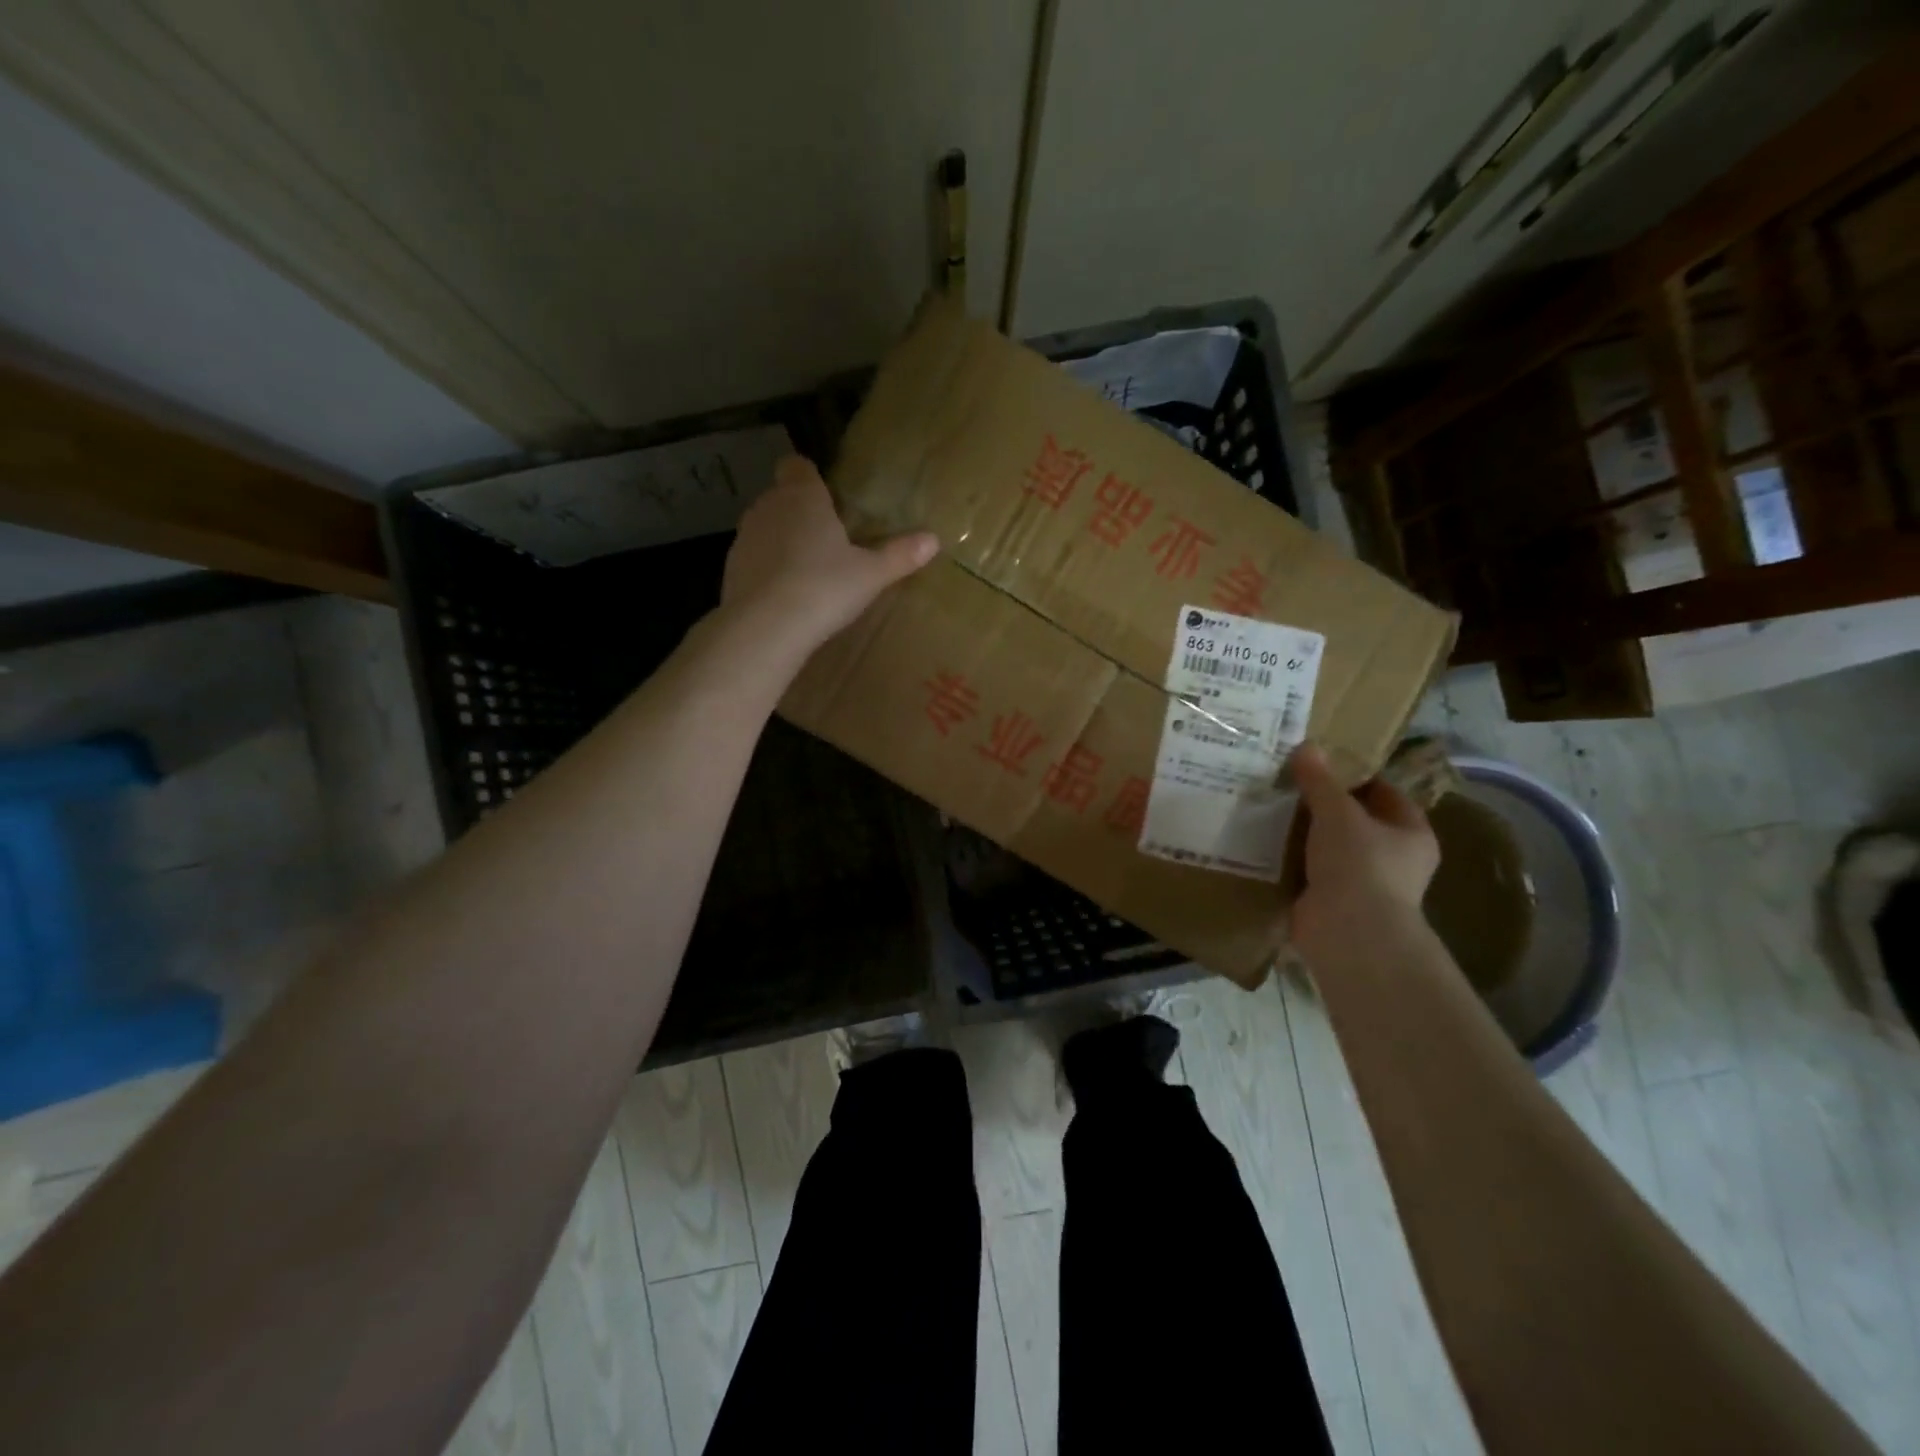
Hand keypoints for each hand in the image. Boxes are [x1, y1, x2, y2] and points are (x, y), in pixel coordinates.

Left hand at [721, 455, 939, 652]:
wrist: (766, 627)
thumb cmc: (824, 588)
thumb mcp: (871, 575)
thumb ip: (900, 555)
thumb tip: (933, 540)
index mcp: (803, 497)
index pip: (797, 466)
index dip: (810, 477)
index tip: (827, 496)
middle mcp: (768, 507)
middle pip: (782, 496)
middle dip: (800, 511)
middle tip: (828, 539)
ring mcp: (744, 537)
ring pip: (765, 527)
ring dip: (782, 540)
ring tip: (807, 570)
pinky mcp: (731, 568)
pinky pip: (754, 558)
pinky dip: (766, 568)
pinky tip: (784, 594)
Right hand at [1288, 742, 1439, 962]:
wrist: (1347, 933)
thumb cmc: (1359, 865)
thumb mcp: (1338, 813)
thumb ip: (1320, 781)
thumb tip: (1306, 746)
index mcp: (1411, 834)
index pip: (1385, 793)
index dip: (1356, 775)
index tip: (1320, 762)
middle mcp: (1393, 859)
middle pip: (1354, 820)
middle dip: (1322, 804)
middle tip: (1287, 781)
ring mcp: (1362, 883)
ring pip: (1329, 846)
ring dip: (1303, 833)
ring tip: (1269, 806)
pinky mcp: (1331, 901)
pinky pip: (1309, 871)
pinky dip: (1290, 859)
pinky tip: (1263, 841)